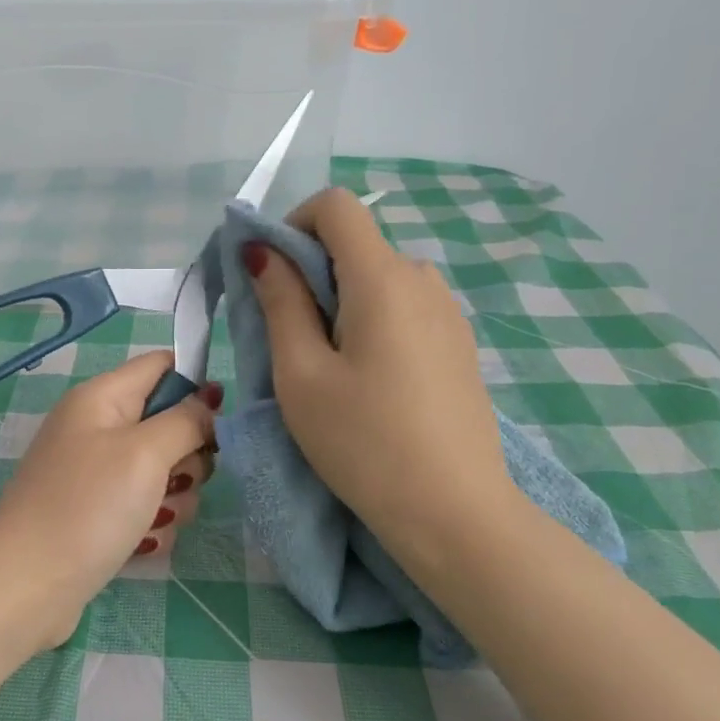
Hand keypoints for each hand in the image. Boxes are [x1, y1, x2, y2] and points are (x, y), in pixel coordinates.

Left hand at [0, 351, 218, 648]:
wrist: (27, 586)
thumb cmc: (88, 507)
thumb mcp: (145, 454)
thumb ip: (185, 420)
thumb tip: (210, 398)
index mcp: (102, 397)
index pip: (162, 365)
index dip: (196, 386)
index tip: (217, 423)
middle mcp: (97, 428)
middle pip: (168, 422)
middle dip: (186, 456)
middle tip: (176, 480)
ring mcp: (96, 473)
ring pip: (163, 471)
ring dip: (173, 498)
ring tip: (154, 519)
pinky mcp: (97, 513)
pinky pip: (144, 506)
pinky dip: (151, 525)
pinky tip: (139, 544)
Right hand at [247, 187, 519, 564]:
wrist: (455, 513)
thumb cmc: (364, 442)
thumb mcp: (301, 373)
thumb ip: (280, 302)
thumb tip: (263, 251)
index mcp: (383, 278)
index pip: (336, 206)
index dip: (292, 224)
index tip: (272, 275)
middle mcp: (422, 280)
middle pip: (355, 243)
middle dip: (310, 271)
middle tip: (287, 336)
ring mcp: (447, 312)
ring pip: (377, 277)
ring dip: (339, 299)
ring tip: (326, 365)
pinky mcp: (456, 343)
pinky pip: (403, 306)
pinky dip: (369, 319)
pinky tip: (367, 380)